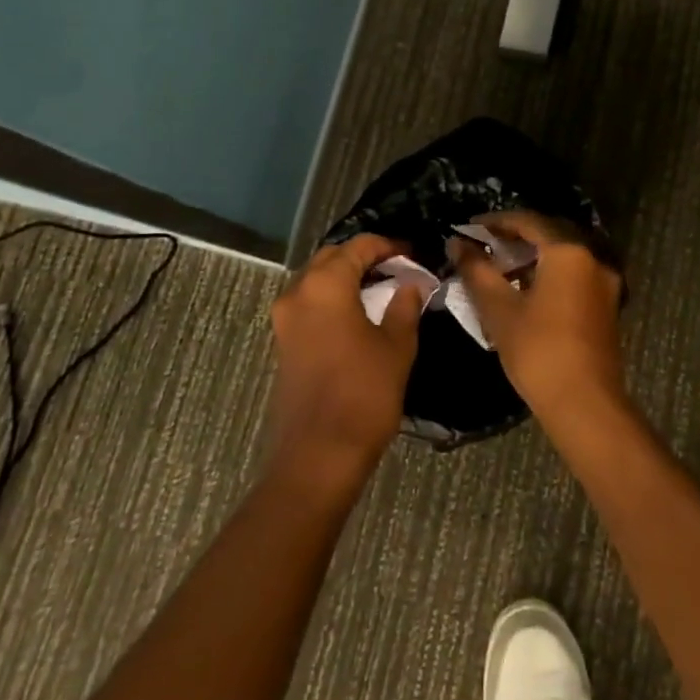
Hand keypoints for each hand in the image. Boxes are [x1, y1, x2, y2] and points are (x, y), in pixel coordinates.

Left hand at [267, 235, 424, 489]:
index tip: (415, 254)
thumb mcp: (397, 345)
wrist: (319, 454)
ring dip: (347, 277)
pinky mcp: (284, 341)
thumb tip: (411, 284)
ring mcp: (285, 318)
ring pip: (317, 279)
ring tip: (383, 287)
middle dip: (365, 257)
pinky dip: (334, 298)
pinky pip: (310, 303)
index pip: (359, 246)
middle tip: (399, 267)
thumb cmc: (364, 393)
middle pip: (332, 257)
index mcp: (326, 285)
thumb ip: (405, 305)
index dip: (389, 245)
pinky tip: (361, 312)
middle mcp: (298, 292)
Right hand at [449, 211, 626, 427]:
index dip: (496, 222)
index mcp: (569, 252)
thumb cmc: (539, 351)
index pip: (528, 221)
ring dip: (530, 258)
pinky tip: (523, 291)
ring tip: (497, 270)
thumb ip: (477, 271)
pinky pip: (572, 276)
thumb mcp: (499, 309)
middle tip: (482, 247)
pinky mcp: (606, 306)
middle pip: (548, 235)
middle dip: (513, 239)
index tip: (470, 228)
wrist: (586, 405)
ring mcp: (604, 283)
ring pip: (562, 257)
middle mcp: (592, 259)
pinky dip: (547, 274)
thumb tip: (457, 244)